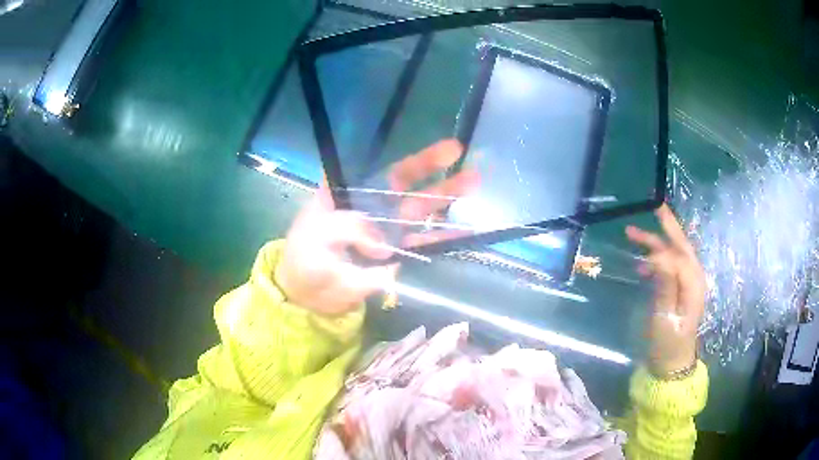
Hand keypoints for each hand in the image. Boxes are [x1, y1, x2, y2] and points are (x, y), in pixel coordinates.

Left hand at [275, 139, 477, 315]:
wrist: (308, 296)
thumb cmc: (304, 259)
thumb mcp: (316, 237)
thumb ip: (348, 230)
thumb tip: (383, 244)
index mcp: (348, 193)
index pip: (379, 169)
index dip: (407, 159)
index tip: (432, 148)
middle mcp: (370, 205)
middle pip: (406, 183)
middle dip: (434, 170)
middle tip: (463, 155)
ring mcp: (386, 230)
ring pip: (419, 210)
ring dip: (446, 198)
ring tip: (474, 182)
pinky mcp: (395, 254)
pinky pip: (421, 243)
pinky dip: (441, 237)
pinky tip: (464, 231)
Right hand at [626, 204, 705, 375]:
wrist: (673, 364)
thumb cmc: (668, 343)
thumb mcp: (664, 318)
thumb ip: (665, 285)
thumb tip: (661, 256)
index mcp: (694, 285)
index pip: (680, 256)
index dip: (662, 249)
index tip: (640, 250)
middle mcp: (695, 279)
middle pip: (682, 246)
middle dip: (667, 227)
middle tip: (655, 207)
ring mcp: (689, 284)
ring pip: (675, 254)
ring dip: (658, 243)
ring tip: (633, 236)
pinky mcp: (682, 290)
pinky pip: (671, 267)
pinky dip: (657, 260)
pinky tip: (642, 264)